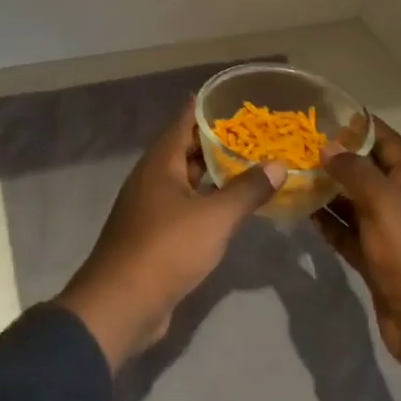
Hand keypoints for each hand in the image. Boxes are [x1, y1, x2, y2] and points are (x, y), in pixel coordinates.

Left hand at [55, 102, 286, 371]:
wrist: (122, 304)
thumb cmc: (167, 248)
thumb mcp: (215, 217)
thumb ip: (247, 189)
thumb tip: (278, 164)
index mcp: (160, 163)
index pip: (183, 121)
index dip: (206, 107)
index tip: (232, 95)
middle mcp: (152, 179)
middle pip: (186, 150)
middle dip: (217, 140)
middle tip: (254, 132)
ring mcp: (150, 208)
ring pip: (186, 180)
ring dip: (213, 173)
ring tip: (249, 164)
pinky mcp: (154, 236)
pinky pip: (185, 207)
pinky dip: (207, 201)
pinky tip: (230, 207)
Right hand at [312, 119, 400, 399]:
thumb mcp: (387, 206)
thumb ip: (357, 174)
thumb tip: (329, 147)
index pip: (391, 145)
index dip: (367, 126)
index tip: (335, 112)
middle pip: (369, 173)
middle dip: (340, 158)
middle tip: (301, 144)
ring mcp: (388, 236)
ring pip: (354, 205)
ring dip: (328, 191)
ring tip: (293, 174)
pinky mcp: (374, 263)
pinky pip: (347, 235)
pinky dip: (328, 223)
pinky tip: (302, 212)